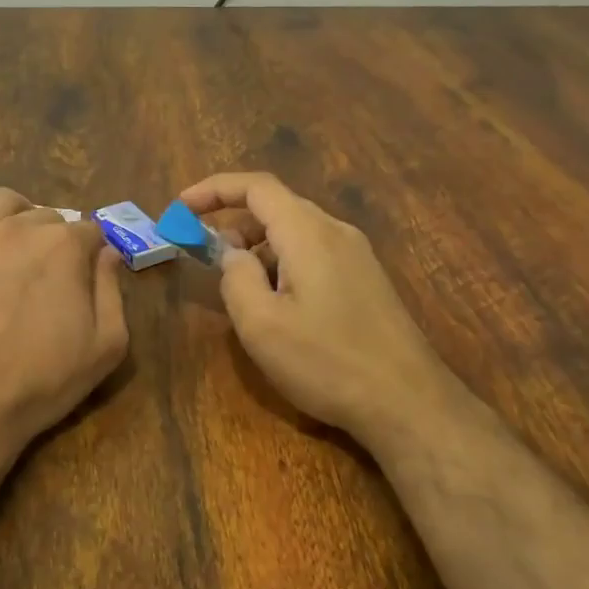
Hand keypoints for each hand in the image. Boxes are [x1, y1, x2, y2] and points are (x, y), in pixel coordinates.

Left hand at [0, 188, 128, 483]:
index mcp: (63, 248)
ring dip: (17, 214)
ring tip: (14, 242)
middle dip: (53, 239)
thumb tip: (107, 253)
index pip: (89, 232)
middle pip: (46, 216)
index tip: (84, 276)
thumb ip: (112, 292)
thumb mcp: (104, 349)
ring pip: (2, 200)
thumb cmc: (36, 384)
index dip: (90, 253)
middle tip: (45, 275)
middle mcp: (18, 227)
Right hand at [180, 172, 457, 444]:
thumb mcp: (261, 324)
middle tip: (203, 254)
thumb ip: (235, 278)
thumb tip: (232, 254)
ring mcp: (357, 255)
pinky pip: (314, 253)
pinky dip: (282, 262)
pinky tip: (276, 302)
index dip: (214, 189)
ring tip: (237, 286)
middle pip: (276, 207)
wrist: (408, 401)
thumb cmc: (326, 362)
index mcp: (308, 232)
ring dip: (257, 246)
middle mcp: (336, 232)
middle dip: (233, 223)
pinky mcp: (366, 279)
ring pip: (295, 232)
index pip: (256, 186)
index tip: (181, 207)